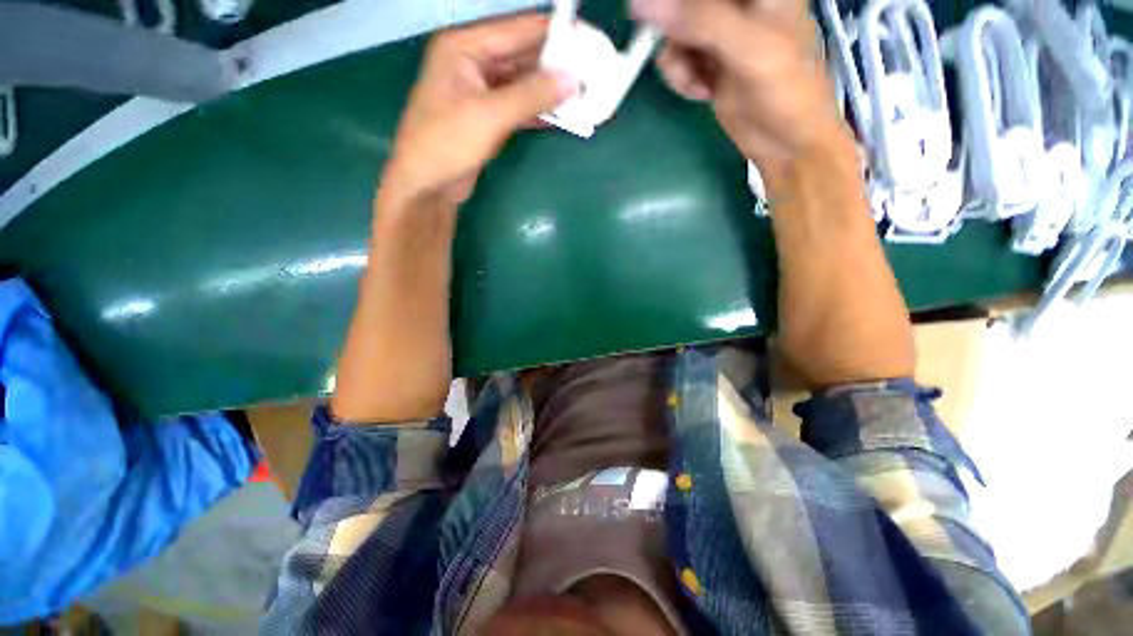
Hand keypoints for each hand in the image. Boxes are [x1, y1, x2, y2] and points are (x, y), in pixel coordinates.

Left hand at [378, 14, 577, 210]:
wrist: (427, 186)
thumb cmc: (447, 145)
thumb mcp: (489, 116)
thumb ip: (531, 95)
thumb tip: (573, 79)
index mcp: (464, 46)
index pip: (518, 29)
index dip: (555, 32)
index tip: (589, 39)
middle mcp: (473, 61)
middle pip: (523, 54)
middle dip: (556, 63)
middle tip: (592, 70)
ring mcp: (481, 90)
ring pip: (524, 82)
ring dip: (551, 90)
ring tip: (584, 92)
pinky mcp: (488, 116)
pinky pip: (520, 106)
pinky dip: (540, 111)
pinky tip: (564, 115)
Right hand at [631, 0, 847, 181]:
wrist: (785, 142)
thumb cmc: (785, 92)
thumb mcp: (748, 50)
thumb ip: (701, 21)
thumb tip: (642, 4)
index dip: (679, 6)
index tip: (673, 29)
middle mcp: (738, 6)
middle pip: (685, 6)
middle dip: (676, 34)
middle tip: (686, 59)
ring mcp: (722, 33)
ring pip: (676, 31)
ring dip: (676, 62)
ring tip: (695, 83)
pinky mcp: (710, 62)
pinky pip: (679, 58)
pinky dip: (680, 77)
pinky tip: (699, 90)